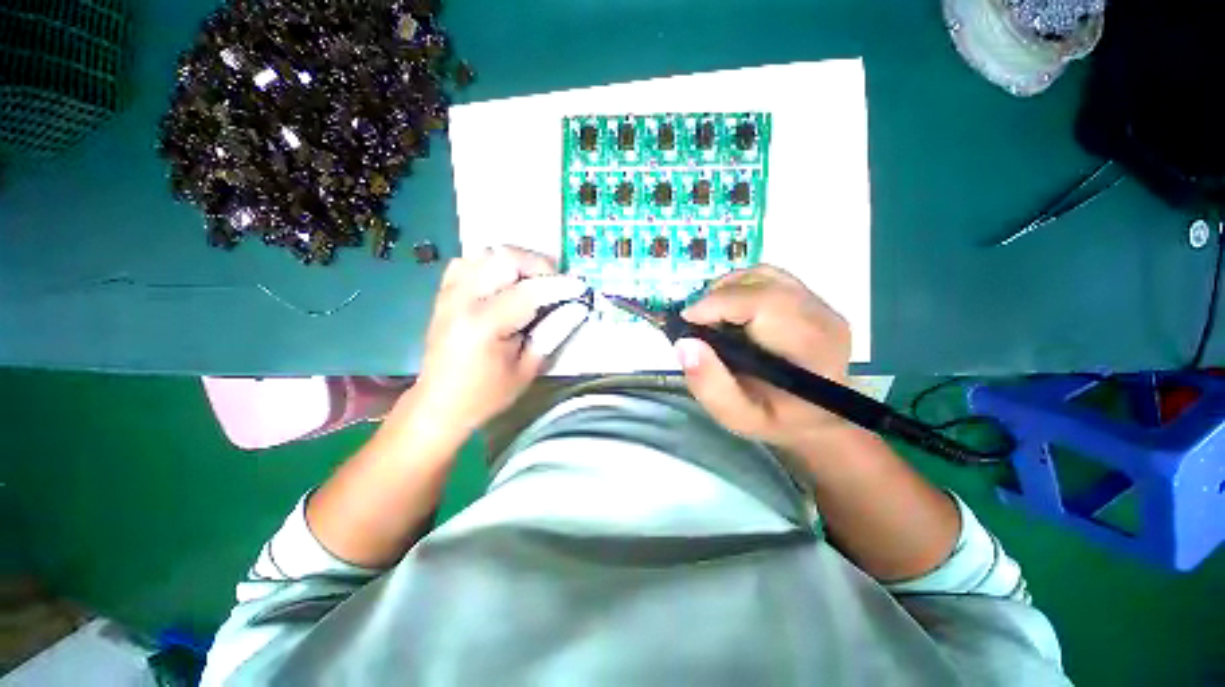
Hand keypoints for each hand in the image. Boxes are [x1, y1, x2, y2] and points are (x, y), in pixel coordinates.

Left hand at [412, 246, 586, 438]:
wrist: (439, 404)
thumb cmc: (486, 394)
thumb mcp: (526, 370)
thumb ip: (552, 334)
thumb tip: (576, 307)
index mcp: (484, 324)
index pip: (530, 290)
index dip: (560, 285)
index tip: (581, 287)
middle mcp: (463, 299)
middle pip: (505, 258)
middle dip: (538, 266)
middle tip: (555, 285)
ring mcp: (449, 293)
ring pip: (487, 253)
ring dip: (516, 263)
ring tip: (532, 282)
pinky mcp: (444, 294)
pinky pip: (468, 262)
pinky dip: (491, 265)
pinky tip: (503, 283)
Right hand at [675, 266, 852, 451]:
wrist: (816, 417)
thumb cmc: (776, 419)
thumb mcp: (738, 416)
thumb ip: (710, 386)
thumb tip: (685, 343)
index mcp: (810, 350)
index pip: (764, 304)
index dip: (719, 303)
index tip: (687, 319)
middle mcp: (822, 318)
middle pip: (763, 283)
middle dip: (719, 296)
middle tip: (695, 321)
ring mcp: (821, 305)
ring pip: (765, 275)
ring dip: (728, 289)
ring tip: (711, 315)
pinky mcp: (813, 299)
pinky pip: (770, 278)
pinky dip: (741, 287)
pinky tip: (730, 310)